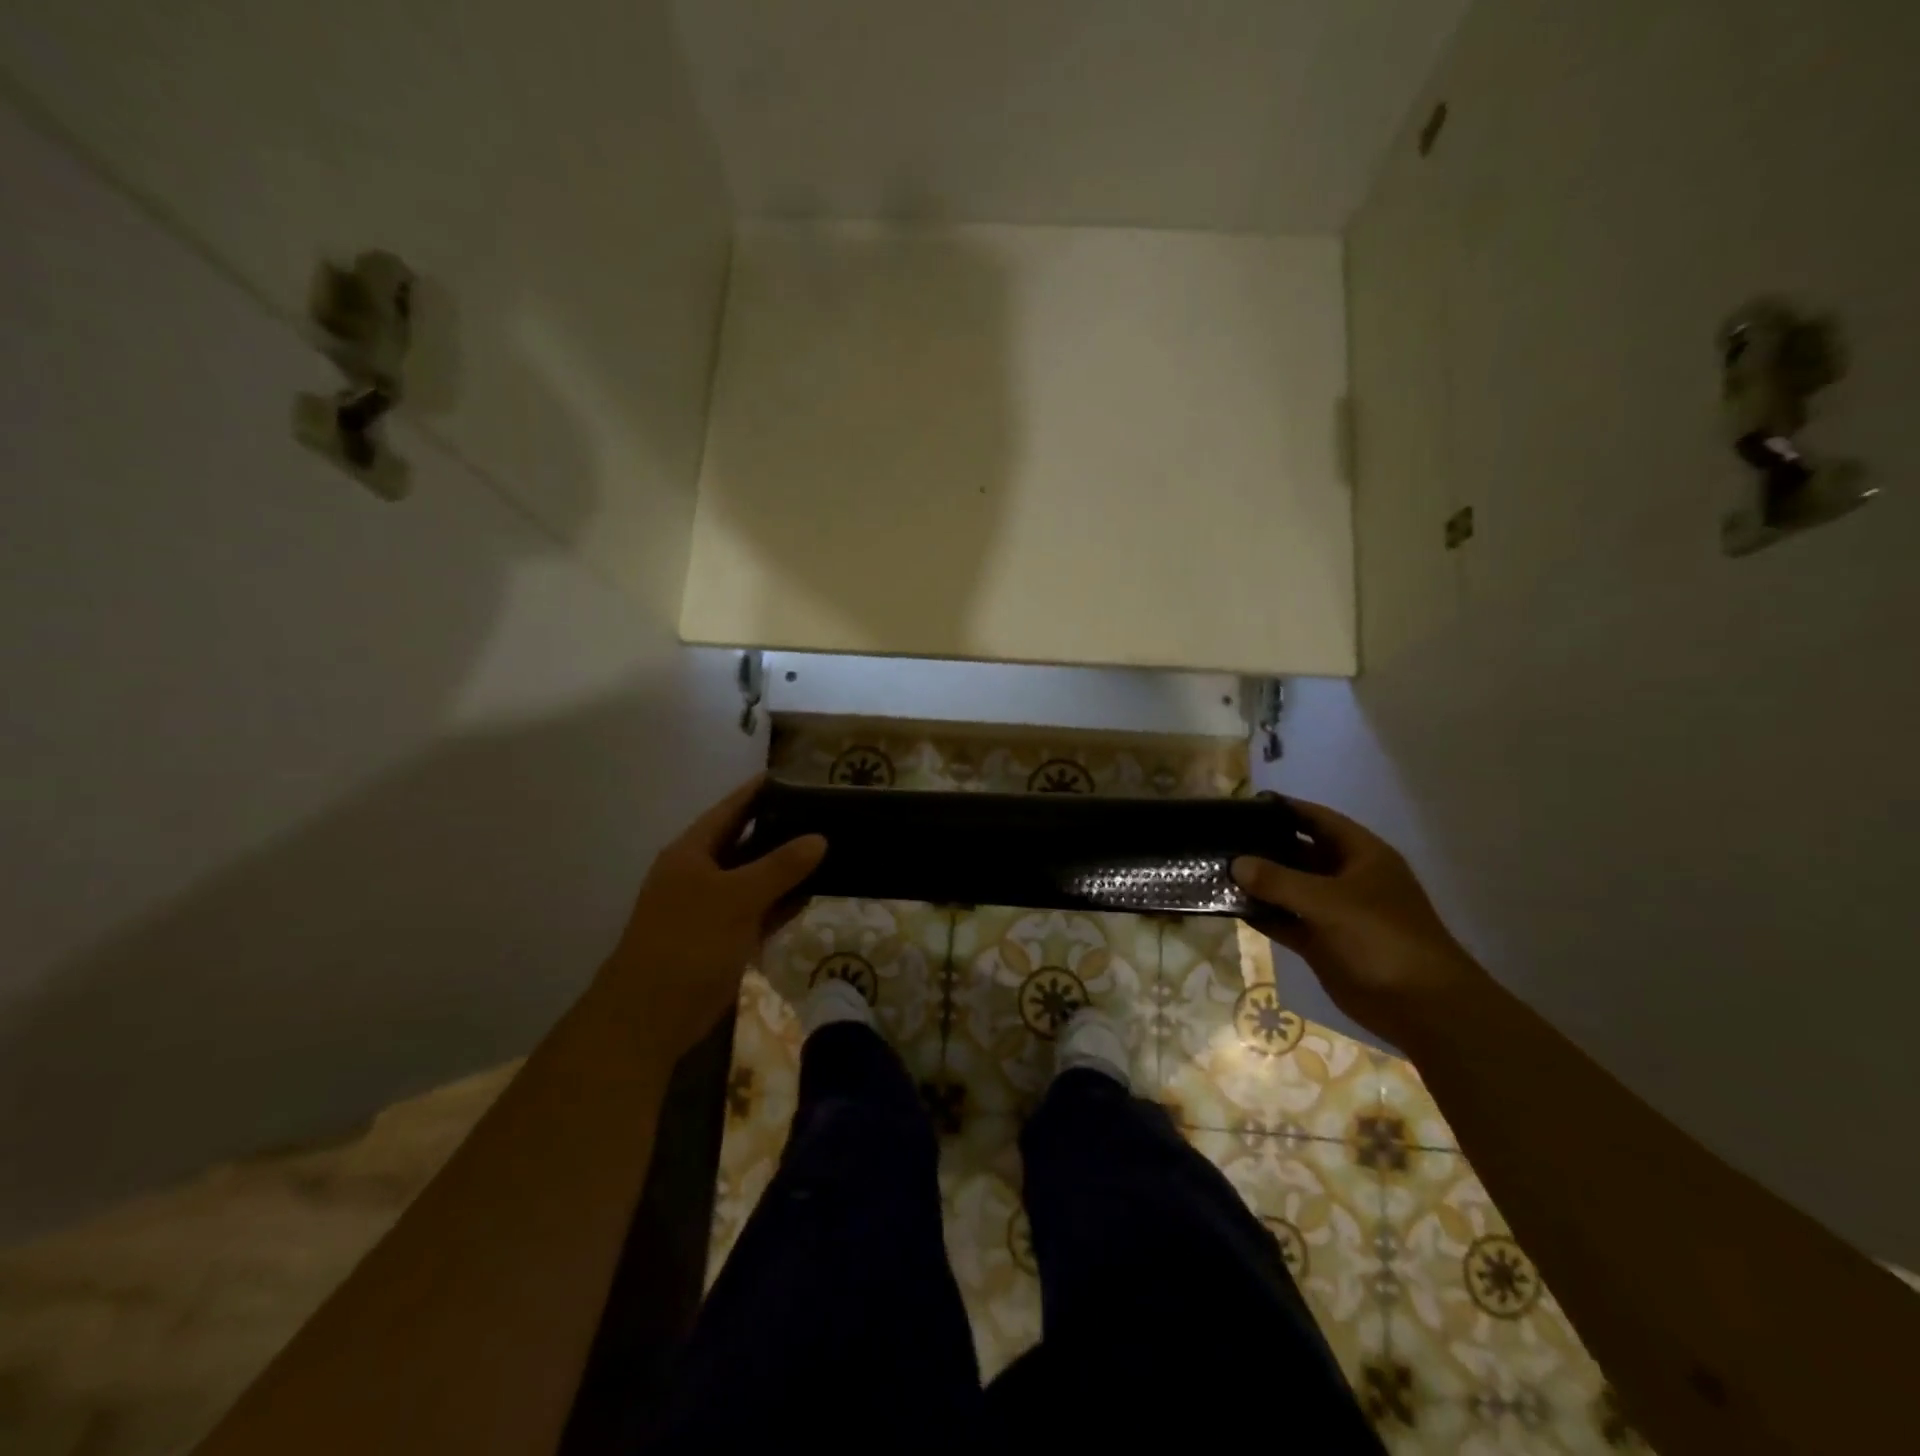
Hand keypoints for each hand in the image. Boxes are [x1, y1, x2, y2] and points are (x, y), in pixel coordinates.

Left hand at [596, 775, 825, 1057]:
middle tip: (824, 814)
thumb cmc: (689, 942)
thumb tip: (819, 838)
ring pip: (756, 878)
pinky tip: (813, 893)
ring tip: (829, 848)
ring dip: (787, 868)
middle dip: (781, 830)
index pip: (730, 809)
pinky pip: (760, 909)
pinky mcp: (725, 937)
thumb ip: (780, 866)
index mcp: (693, 852)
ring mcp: (713, 907)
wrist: (652, 1015)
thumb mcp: (737, 897)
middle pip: (746, 841)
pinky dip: (783, 902)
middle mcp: (702, 873)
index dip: (759, 791)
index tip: (794, 776)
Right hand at [1232, 798, 1485, 1046]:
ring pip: (1289, 889)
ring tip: (1216, 870)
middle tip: (1220, 839)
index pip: (1317, 819)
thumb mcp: (1329, 901)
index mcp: (1361, 855)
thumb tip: (1236, 863)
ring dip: (1258, 883)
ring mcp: (1334, 911)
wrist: (1421, 1007)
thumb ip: (1279, 880)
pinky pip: (1286, 920)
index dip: (1284, 809)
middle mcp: (1346, 877)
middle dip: (1263, 847)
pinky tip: (1231, 907)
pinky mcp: (1322, 942)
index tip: (1244, 804)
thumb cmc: (1382, 937)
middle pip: (1299, 853)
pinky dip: (1263, 915)